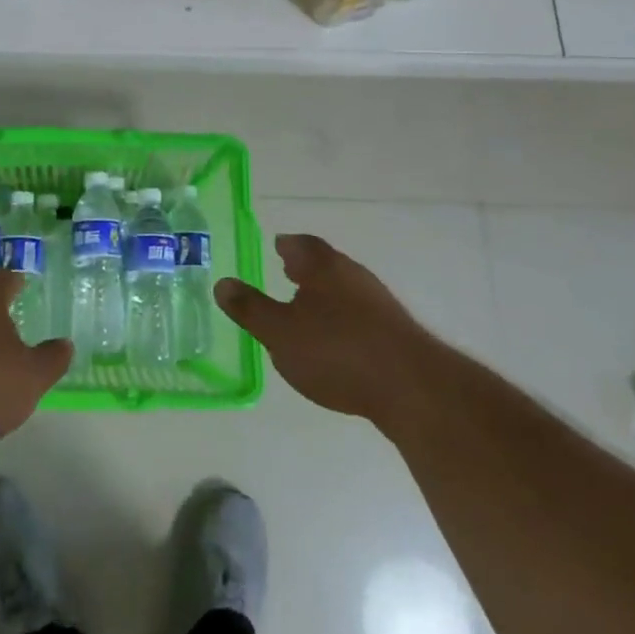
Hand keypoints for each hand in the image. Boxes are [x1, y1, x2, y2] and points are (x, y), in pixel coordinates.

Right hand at [214, 234, 426, 419]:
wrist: (412, 389)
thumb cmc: (336, 351)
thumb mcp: (279, 333)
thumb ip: (250, 308)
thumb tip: (222, 283)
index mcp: (323, 268)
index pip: (301, 245)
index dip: (287, 244)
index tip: (277, 245)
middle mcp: (353, 276)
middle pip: (326, 264)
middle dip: (307, 267)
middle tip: (287, 270)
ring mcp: (379, 304)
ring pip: (345, 289)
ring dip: (325, 294)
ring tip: (307, 306)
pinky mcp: (395, 333)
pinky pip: (360, 315)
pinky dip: (343, 318)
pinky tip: (336, 340)